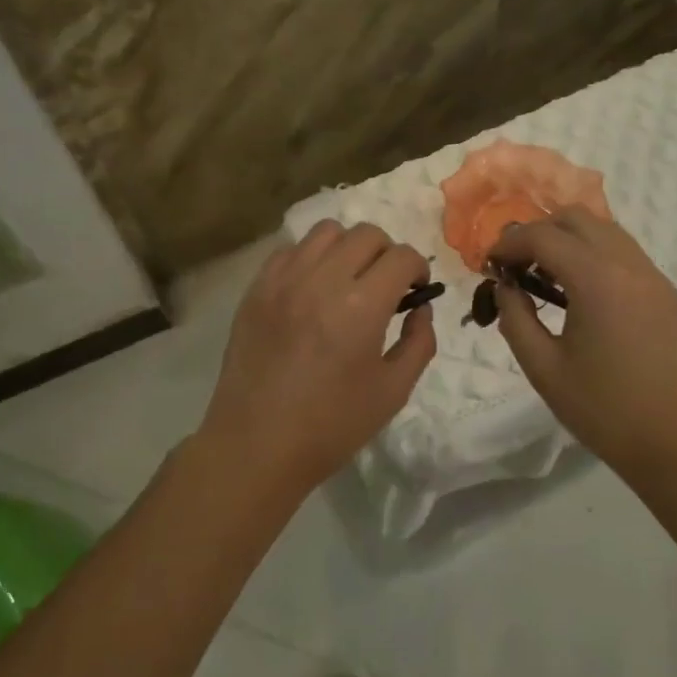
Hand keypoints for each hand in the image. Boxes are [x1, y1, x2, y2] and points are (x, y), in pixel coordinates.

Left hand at [197, 221, 436, 494]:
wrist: (257, 445)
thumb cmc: (331, 425)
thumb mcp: (393, 392)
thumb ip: (419, 343)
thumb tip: (420, 308)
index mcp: (361, 307)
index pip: (401, 257)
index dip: (418, 268)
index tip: (415, 290)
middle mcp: (322, 280)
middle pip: (367, 234)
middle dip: (387, 253)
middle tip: (385, 284)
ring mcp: (283, 280)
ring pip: (326, 231)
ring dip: (348, 247)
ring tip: (347, 279)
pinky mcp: (256, 289)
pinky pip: (290, 250)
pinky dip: (310, 257)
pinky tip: (312, 288)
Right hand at [488, 210, 676, 469]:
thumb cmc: (605, 410)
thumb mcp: (544, 369)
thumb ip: (515, 319)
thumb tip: (506, 288)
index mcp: (596, 279)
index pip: (543, 236)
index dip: (509, 244)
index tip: (489, 265)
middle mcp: (628, 264)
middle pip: (576, 218)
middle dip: (538, 232)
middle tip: (517, 267)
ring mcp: (653, 276)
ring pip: (604, 229)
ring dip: (568, 240)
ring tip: (546, 278)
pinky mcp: (665, 293)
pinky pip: (623, 252)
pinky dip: (593, 254)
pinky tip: (579, 292)